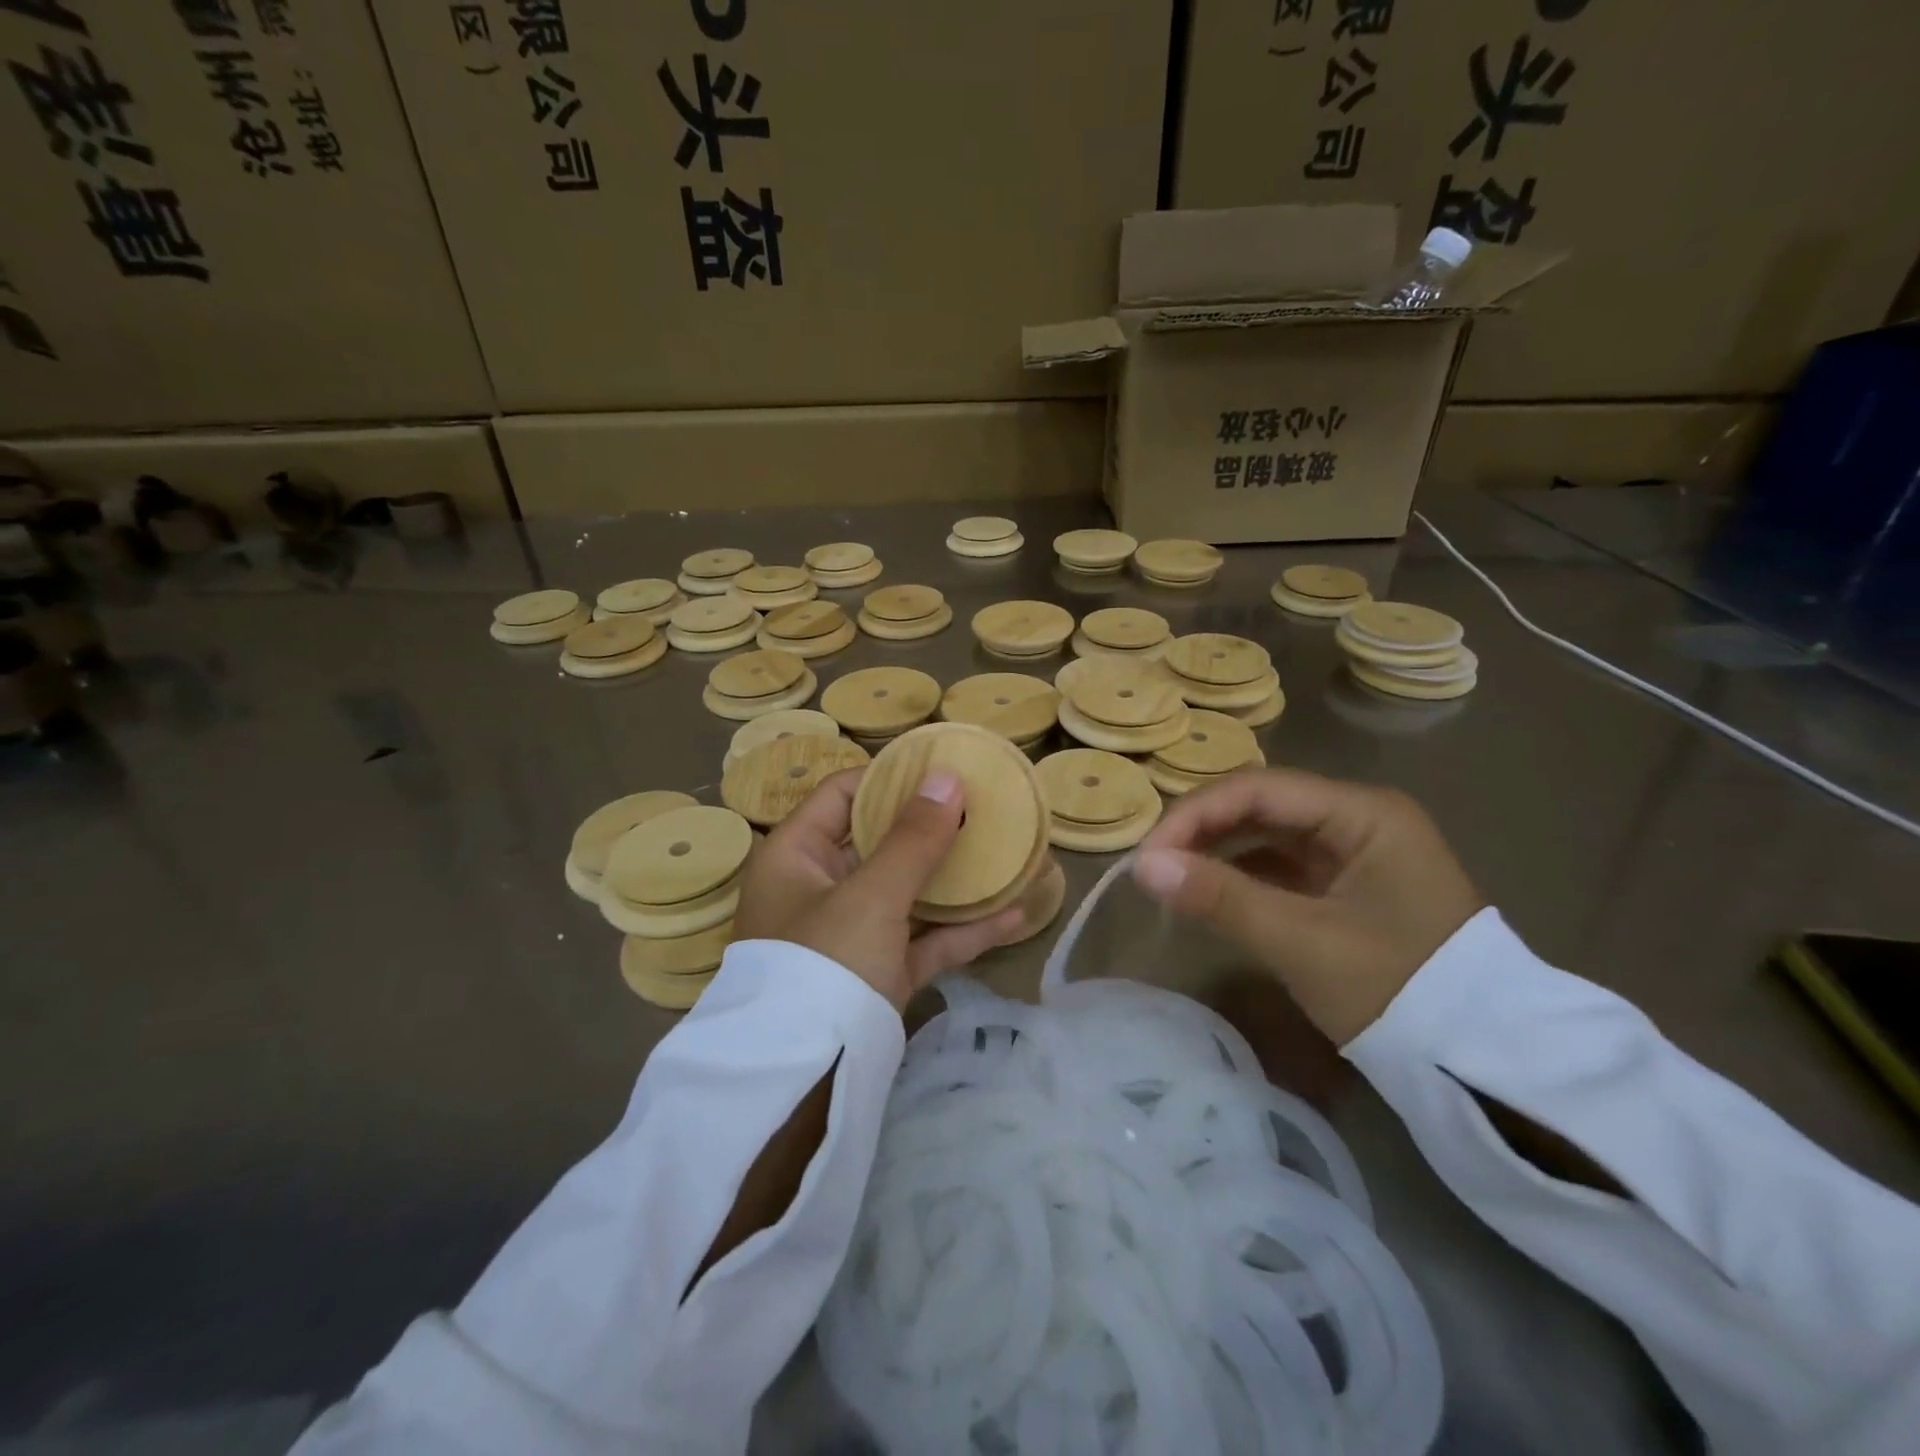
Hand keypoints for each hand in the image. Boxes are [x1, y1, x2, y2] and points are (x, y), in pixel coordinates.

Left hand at [732, 768, 1025, 1011]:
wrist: (806, 1081)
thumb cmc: (825, 962)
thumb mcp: (870, 894)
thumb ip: (913, 838)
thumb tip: (947, 777)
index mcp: (795, 856)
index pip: (842, 795)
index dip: (889, 778)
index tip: (940, 766)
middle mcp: (819, 889)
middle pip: (880, 842)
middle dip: (931, 826)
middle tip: (982, 803)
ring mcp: (852, 934)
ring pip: (908, 892)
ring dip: (954, 877)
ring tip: (1005, 850)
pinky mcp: (880, 973)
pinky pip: (924, 939)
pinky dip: (963, 928)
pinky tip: (1014, 913)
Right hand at [1131, 769, 1482, 1044]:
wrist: (1486, 1065)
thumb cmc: (1398, 990)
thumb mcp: (1301, 942)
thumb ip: (1220, 898)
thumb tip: (1141, 867)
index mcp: (1363, 812)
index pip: (1259, 789)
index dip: (1195, 814)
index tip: (1149, 855)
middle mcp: (1361, 818)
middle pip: (1262, 805)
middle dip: (1203, 830)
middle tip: (1154, 866)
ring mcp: (1358, 852)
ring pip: (1270, 834)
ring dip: (1219, 850)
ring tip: (1171, 877)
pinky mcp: (1351, 886)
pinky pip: (1284, 866)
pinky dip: (1244, 876)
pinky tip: (1211, 892)